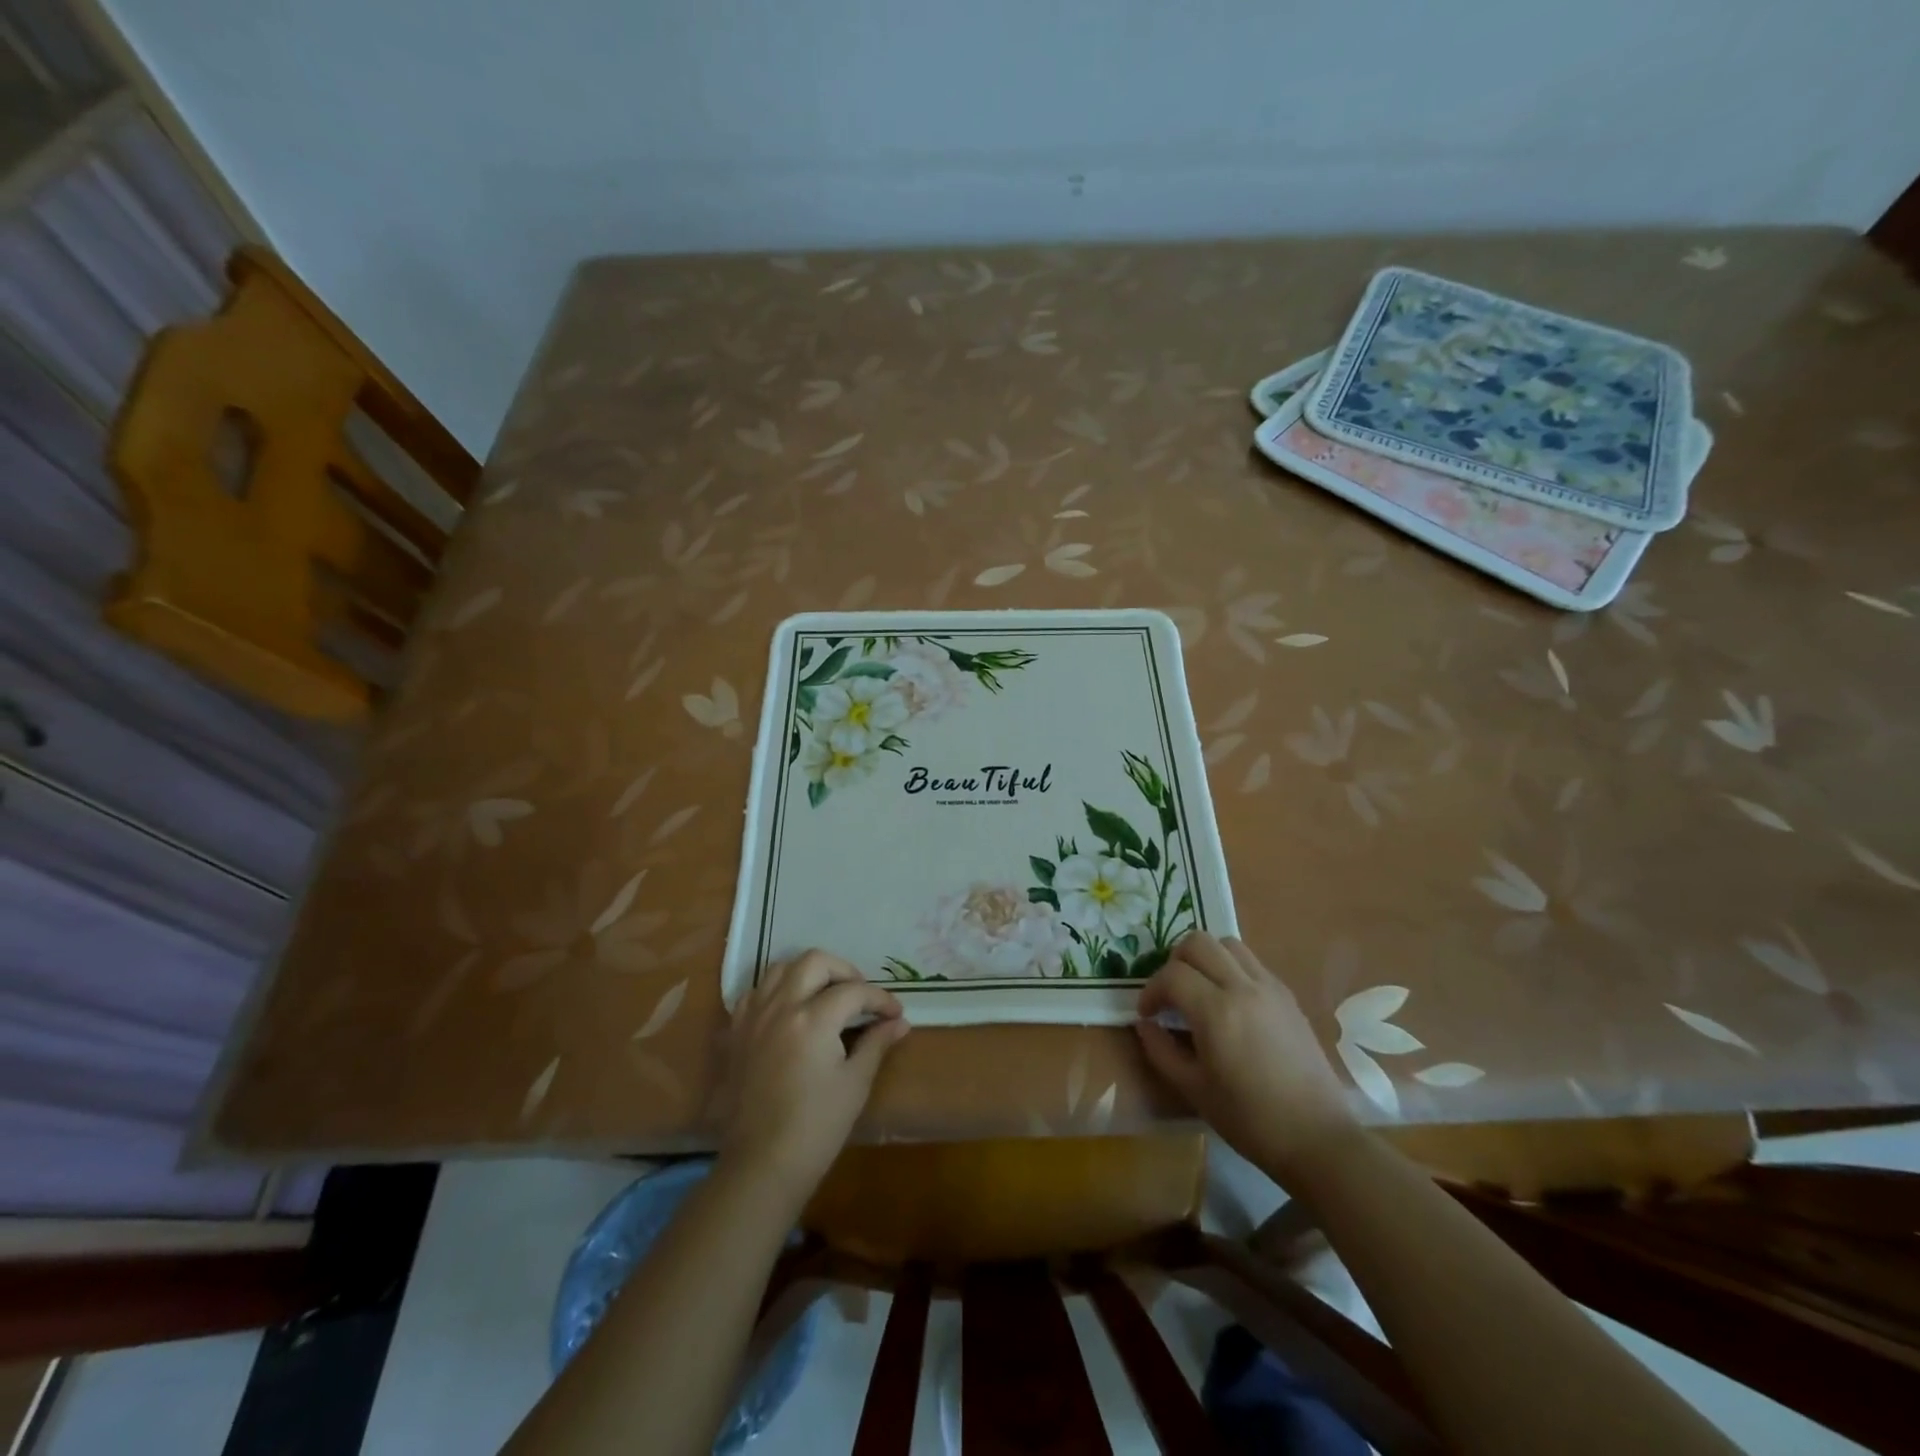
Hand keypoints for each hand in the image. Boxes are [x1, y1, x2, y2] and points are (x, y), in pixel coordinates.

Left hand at [717, 951, 909, 1197]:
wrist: (761, 1165)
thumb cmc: (816, 1127)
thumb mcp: (855, 1084)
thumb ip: (876, 1043)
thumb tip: (899, 1022)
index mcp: (813, 1019)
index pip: (854, 991)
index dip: (880, 999)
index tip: (895, 1013)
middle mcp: (781, 1006)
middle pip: (815, 961)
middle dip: (844, 971)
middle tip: (860, 996)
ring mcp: (753, 1017)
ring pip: (781, 968)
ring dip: (809, 973)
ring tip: (826, 994)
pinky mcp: (736, 1032)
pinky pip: (756, 992)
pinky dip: (777, 990)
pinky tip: (790, 1010)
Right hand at [1135, 933, 1357, 1181]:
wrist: (1318, 1139)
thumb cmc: (1250, 1120)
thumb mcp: (1194, 1090)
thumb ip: (1161, 1051)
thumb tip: (1144, 1024)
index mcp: (1216, 1012)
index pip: (1171, 975)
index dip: (1151, 990)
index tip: (1147, 1014)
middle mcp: (1243, 987)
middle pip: (1198, 942)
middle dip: (1174, 962)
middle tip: (1170, 994)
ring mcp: (1270, 988)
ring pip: (1227, 944)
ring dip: (1205, 958)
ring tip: (1199, 990)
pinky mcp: (1288, 996)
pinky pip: (1251, 962)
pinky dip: (1230, 968)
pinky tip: (1229, 1003)